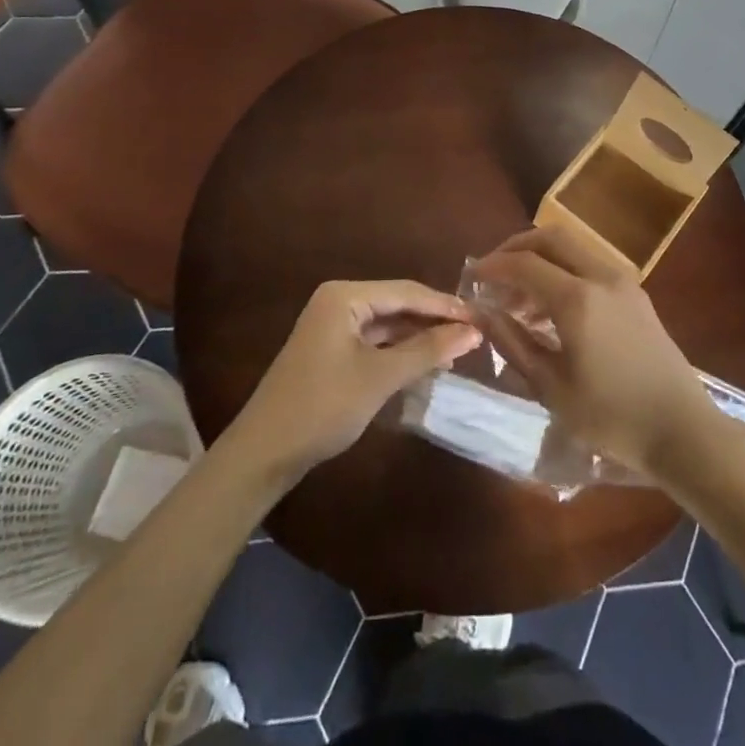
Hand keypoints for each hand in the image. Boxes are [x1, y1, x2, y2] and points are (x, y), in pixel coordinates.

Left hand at [228, 280, 481, 478]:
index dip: (445, 305)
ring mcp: (332, 327)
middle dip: (434, 320)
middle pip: (397, 304)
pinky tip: (424, 363)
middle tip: (474, 333)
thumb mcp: (380, 377)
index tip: (482, 317)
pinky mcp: (331, 351)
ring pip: (387, 324)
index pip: (406, 291)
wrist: (263, 454)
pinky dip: (400, 351)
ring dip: (419, 337)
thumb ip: (427, 351)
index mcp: (345, 296)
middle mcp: (338, 302)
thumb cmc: (323, 406)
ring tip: (457, 349)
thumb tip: (473, 331)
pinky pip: (375, 341)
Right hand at [471, 227, 717, 477]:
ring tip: (518, 300)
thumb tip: (481, 314)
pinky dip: (564, 272)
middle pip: (551, 238)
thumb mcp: (552, 388)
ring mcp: (623, 281)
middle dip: (517, 248)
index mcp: (577, 299)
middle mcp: (601, 276)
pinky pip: (591, 266)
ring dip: (542, 260)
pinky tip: (551, 310)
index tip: (471, 277)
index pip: (524, 264)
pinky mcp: (636, 293)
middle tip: (494, 273)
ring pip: (573, 248)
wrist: (682, 429)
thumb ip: (513, 344)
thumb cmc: (612, 417)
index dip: (493, 266)